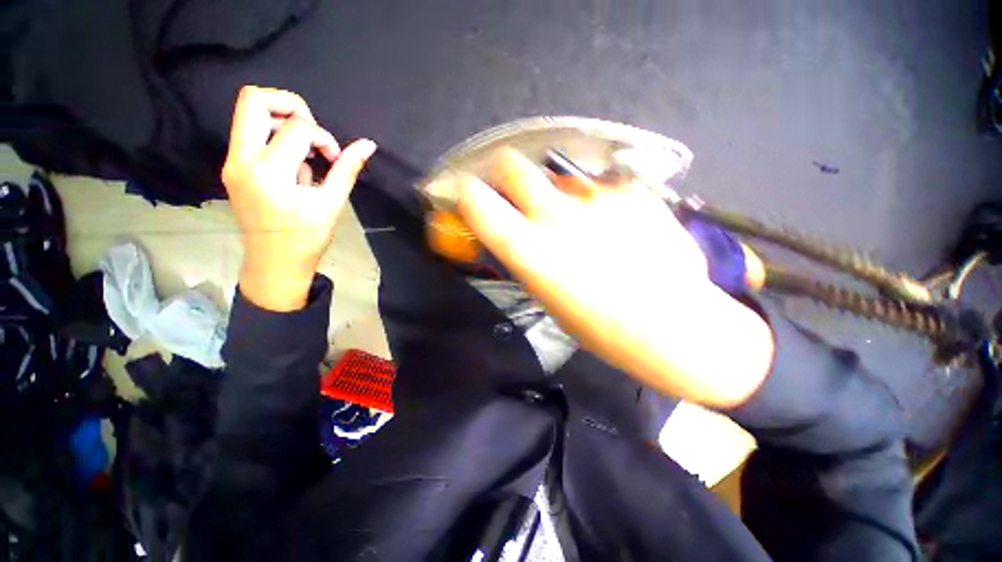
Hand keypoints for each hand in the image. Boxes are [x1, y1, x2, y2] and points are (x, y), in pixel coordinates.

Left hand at [222, 86, 376, 310]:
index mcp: (269, 171)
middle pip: (255, 100)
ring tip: (303, 152)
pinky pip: (250, 133)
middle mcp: (242, 159)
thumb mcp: (331, 203)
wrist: (274, 262)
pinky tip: (292, 164)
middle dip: (291, 105)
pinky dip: (275, 137)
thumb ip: (347, 169)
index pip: (297, 128)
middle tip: (312, 130)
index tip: (334, 159)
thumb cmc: (306, 237)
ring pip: (249, 112)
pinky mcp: (233, 167)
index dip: (324, 138)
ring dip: (283, 121)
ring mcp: (232, 162)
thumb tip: (368, 145)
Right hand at [456, 149, 772, 407]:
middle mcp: (555, 214)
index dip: (467, 192)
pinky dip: (597, 201)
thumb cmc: (602, 328)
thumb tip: (521, 236)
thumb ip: (532, 260)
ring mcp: (595, 197)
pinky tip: (617, 226)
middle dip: (505, 172)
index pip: (478, 202)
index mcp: (528, 249)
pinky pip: (599, 187)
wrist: (675, 324)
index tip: (467, 193)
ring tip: (583, 222)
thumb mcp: (550, 298)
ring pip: (559, 178)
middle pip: (513, 166)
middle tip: (514, 187)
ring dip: (558, 194)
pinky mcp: (630, 192)